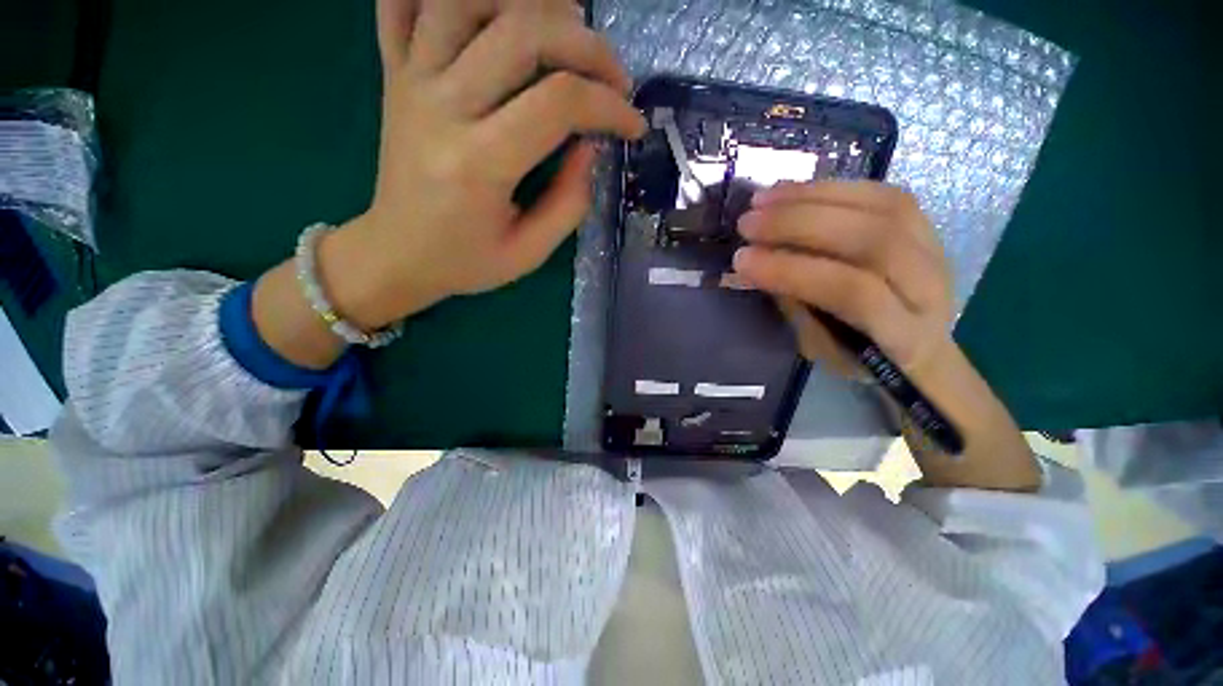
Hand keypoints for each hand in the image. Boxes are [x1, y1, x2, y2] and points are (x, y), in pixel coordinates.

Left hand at [330, 0, 646, 327]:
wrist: (396, 254)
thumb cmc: (465, 262)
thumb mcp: (528, 253)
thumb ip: (569, 203)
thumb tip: (591, 146)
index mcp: (479, 164)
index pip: (558, 102)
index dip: (609, 106)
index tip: (633, 125)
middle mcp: (442, 106)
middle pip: (523, 30)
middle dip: (587, 45)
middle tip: (615, 76)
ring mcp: (411, 80)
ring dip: (530, 2)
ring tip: (566, 29)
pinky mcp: (395, 73)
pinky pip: (404, 2)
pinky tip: (489, 10)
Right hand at [734, 181, 1039, 490]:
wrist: (920, 348)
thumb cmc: (861, 359)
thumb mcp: (822, 349)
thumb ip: (797, 306)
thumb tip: (758, 264)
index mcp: (904, 334)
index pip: (852, 292)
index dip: (793, 271)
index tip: (742, 261)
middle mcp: (929, 286)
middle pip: (871, 240)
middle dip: (798, 226)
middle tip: (747, 223)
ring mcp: (935, 249)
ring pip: (880, 207)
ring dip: (812, 197)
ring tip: (762, 198)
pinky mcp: (926, 224)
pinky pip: (882, 192)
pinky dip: (832, 186)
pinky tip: (792, 190)